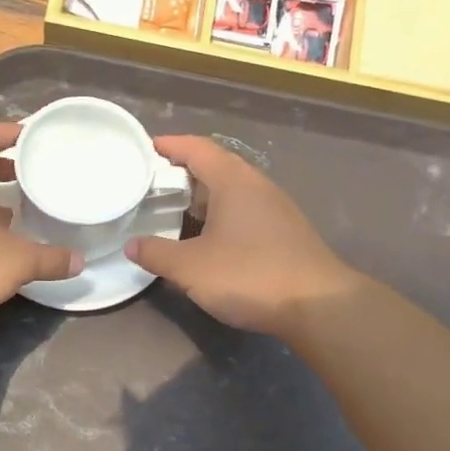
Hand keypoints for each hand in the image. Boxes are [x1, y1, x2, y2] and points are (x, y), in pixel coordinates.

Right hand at [126, 135, 358, 337]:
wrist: (317, 305)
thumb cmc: (249, 275)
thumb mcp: (191, 268)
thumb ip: (157, 253)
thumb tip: (132, 245)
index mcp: (233, 181)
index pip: (197, 148)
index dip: (170, 145)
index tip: (147, 147)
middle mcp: (256, 185)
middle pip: (216, 165)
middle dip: (184, 170)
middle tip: (155, 182)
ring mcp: (275, 208)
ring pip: (232, 189)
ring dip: (204, 195)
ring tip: (176, 209)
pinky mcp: (285, 231)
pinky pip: (245, 209)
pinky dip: (221, 213)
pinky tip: (209, 236)